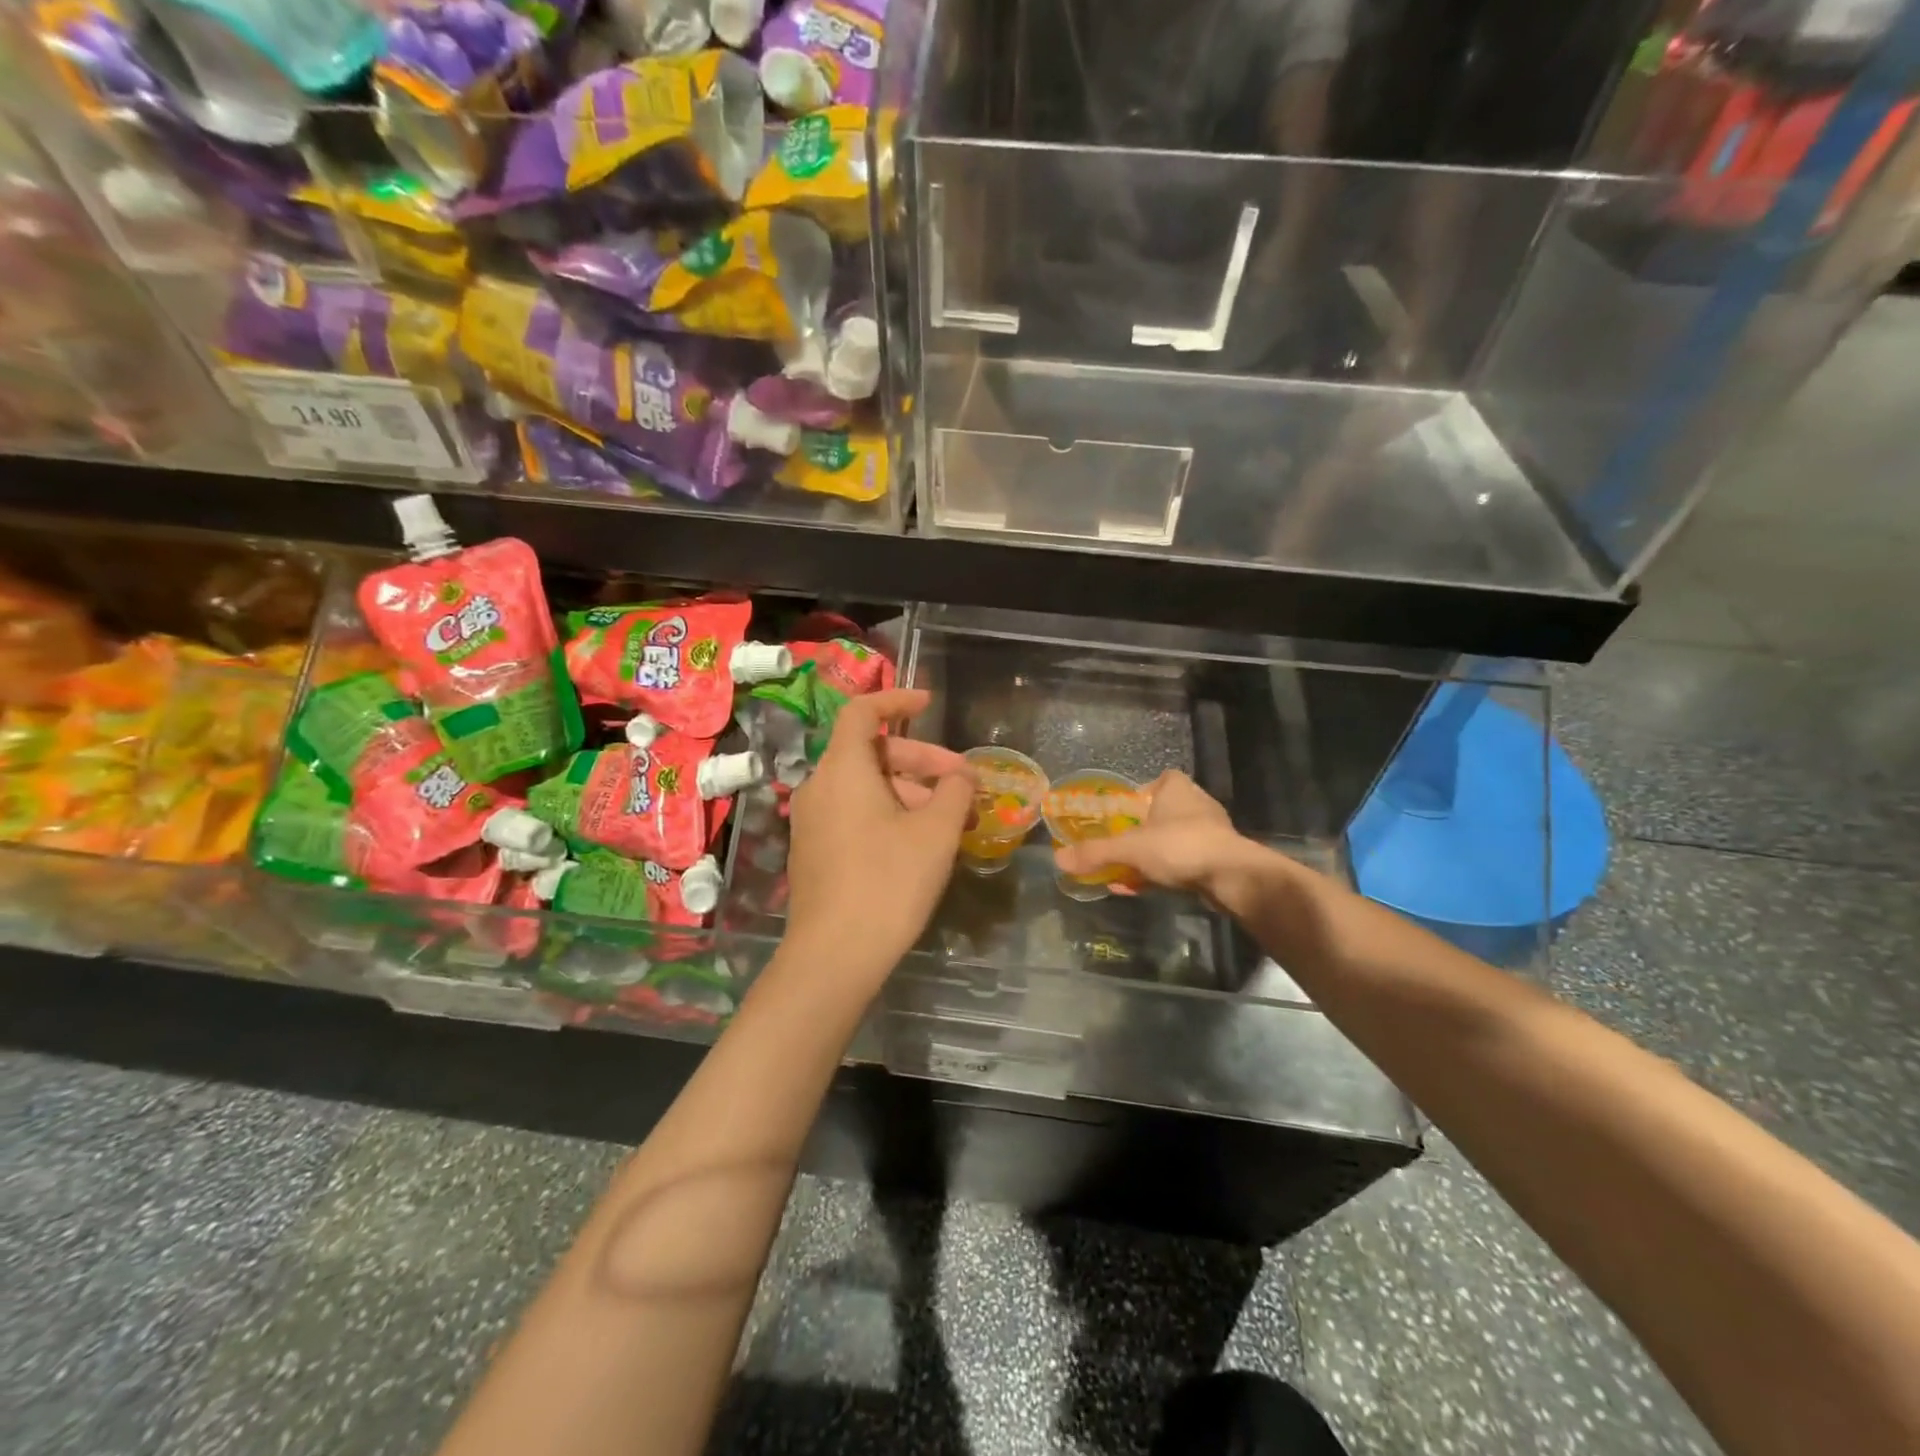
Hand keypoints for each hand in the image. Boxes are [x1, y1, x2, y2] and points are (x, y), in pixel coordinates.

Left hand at [785, 688, 974, 983]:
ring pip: (865, 786)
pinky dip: (888, 812)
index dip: (897, 699)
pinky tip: (919, 842)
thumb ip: (955, 792)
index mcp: (842, 769)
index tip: (930, 703)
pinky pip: (854, 812)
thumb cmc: (888, 882)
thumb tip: (962, 776)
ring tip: (950, 819)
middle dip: (921, 759)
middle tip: (962, 782)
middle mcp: (819, 786)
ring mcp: (812, 820)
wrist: (834, 955)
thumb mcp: (935, 832)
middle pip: (871, 752)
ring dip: (909, 790)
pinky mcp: (814, 850)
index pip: (863, 712)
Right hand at [1053, 770, 1260, 907]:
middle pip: (1162, 812)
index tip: (1122, 813)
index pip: (1159, 780)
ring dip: (1151, 854)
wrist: (1232, 877)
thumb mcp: (1130, 849)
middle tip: (1119, 843)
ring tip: (1126, 870)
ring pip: (1172, 839)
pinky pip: (1182, 861)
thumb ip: (1095, 853)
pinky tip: (1142, 888)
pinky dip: (1163, 872)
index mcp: (1176, 788)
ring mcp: (1209, 832)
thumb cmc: (1180, 847)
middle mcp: (1196, 804)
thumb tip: (1058, 860)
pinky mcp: (1217, 858)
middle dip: (1141, 829)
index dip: (1140, 793)